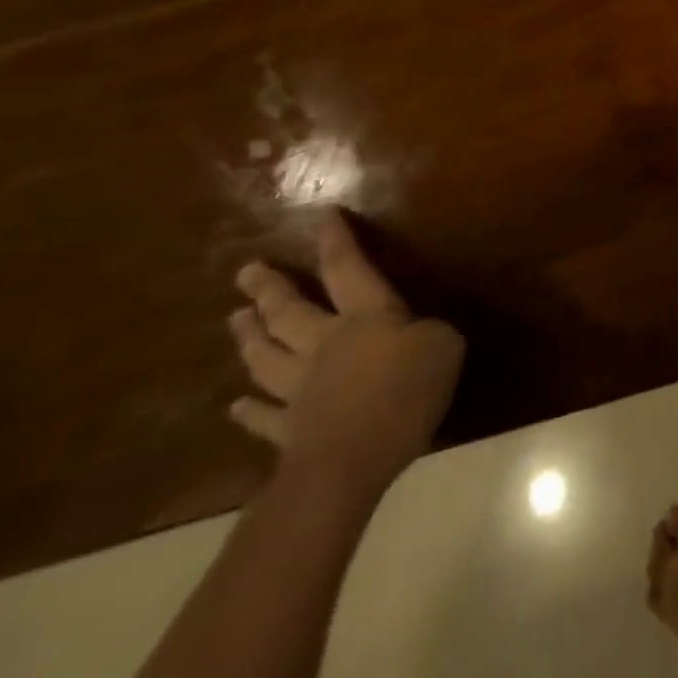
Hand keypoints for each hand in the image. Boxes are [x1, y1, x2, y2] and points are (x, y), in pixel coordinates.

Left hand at [228, 210, 463, 496]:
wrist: (351, 460)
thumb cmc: (405, 391)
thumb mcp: (443, 346)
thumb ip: (429, 332)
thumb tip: (417, 334)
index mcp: (365, 317)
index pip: (347, 269)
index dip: (337, 242)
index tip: (322, 216)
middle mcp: (325, 345)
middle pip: (291, 312)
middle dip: (270, 289)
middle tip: (246, 271)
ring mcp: (300, 390)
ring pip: (268, 357)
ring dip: (250, 338)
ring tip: (234, 319)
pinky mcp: (289, 433)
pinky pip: (264, 417)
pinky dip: (248, 411)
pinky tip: (235, 404)